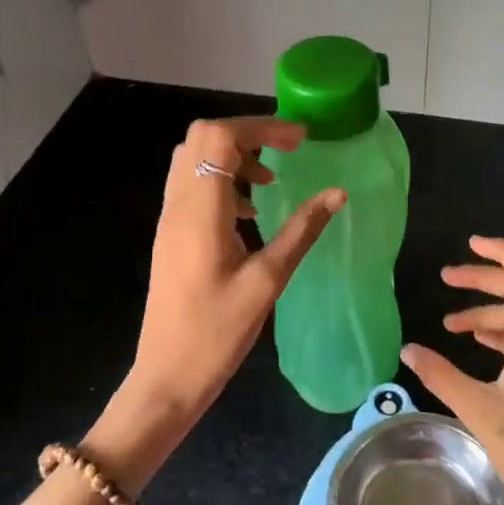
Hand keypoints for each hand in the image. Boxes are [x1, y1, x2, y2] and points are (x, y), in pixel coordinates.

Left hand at [119, 117, 342, 428]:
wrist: (166, 378)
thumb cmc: (217, 333)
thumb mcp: (268, 280)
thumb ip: (302, 230)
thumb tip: (337, 194)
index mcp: (200, 210)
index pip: (220, 136)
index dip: (261, 126)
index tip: (299, 140)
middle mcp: (178, 204)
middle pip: (202, 136)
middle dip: (247, 134)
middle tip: (285, 153)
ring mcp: (169, 219)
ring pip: (193, 157)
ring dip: (232, 156)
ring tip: (269, 182)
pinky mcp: (169, 234)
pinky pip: (190, 184)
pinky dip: (220, 179)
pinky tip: (248, 213)